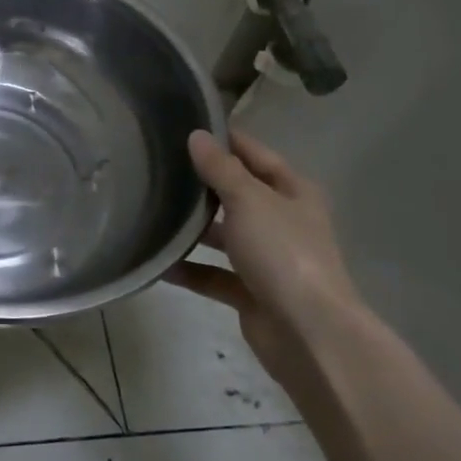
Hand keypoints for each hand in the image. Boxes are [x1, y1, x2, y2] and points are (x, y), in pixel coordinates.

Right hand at [166, 128, 363, 381]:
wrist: (308, 334)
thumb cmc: (283, 253)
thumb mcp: (249, 200)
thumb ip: (220, 168)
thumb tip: (197, 136)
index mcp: (292, 192)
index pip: (255, 154)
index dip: (225, 139)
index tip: (184, 125)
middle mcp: (282, 221)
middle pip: (237, 194)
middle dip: (203, 183)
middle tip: (157, 166)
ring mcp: (267, 259)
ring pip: (224, 235)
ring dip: (194, 228)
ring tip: (151, 210)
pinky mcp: (251, 293)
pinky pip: (214, 274)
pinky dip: (190, 269)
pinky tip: (159, 263)